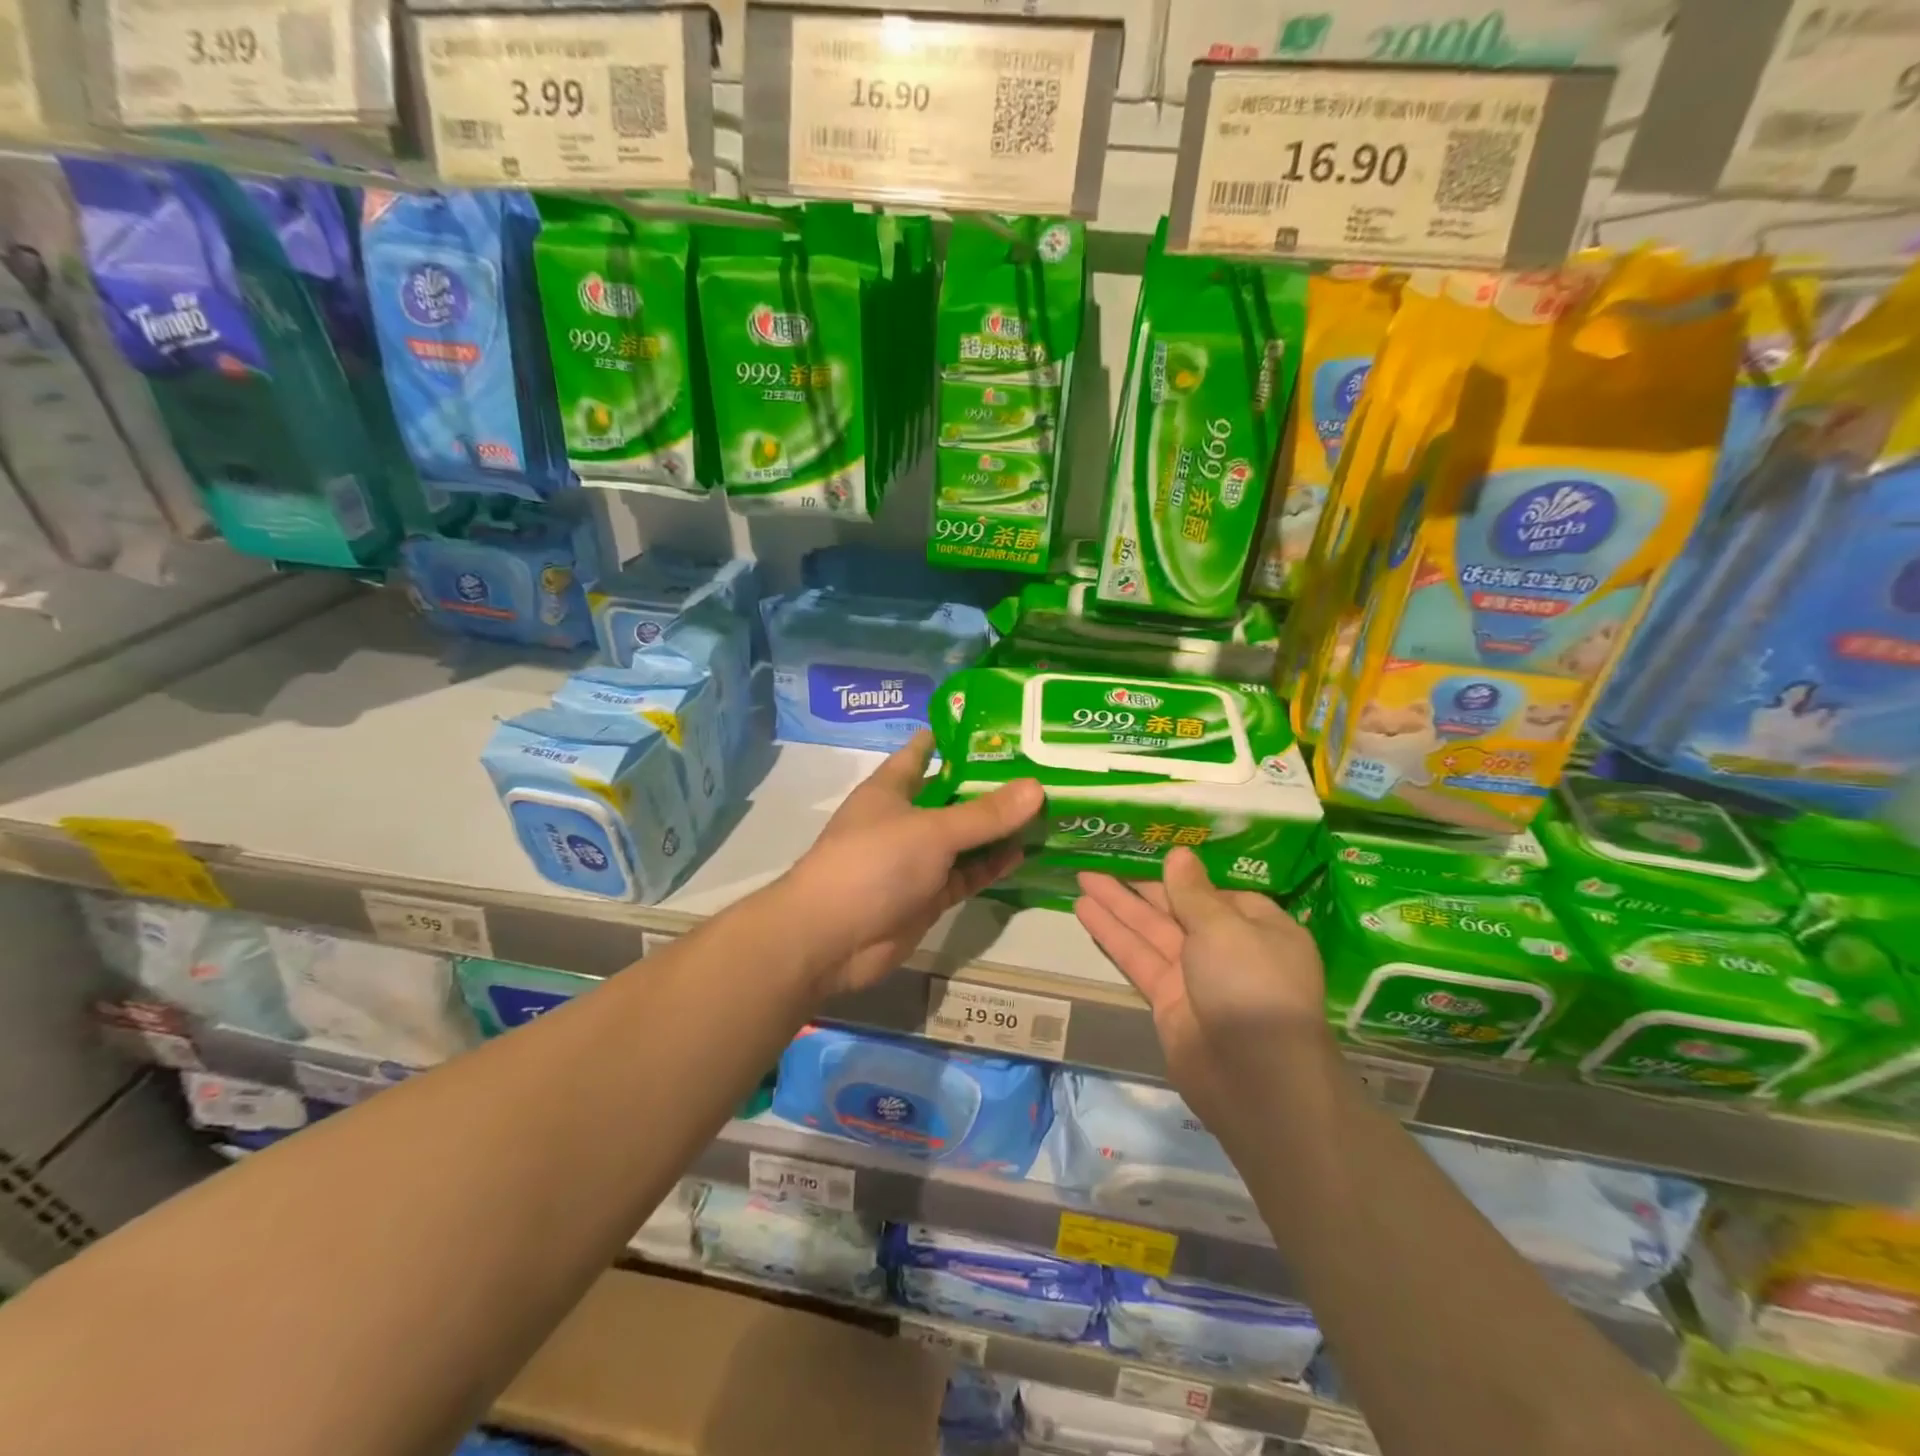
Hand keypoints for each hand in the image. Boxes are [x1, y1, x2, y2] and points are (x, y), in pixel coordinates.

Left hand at [780, 732, 1042, 995]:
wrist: (833, 938)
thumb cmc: (874, 863)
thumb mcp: (933, 831)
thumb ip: (985, 814)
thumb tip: (1037, 787)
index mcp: (891, 789)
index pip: (923, 752)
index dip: (954, 738)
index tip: (996, 726)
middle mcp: (904, 819)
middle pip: (952, 796)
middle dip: (990, 786)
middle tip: (1040, 768)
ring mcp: (917, 860)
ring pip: (964, 839)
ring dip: (997, 829)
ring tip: (1045, 809)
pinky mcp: (928, 895)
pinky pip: (967, 874)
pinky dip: (992, 865)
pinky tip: (1025, 851)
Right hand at [1075, 848, 1328, 1124]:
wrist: (1255, 1078)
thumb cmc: (1251, 986)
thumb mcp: (1225, 928)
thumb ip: (1193, 893)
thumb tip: (1179, 855)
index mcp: (1258, 926)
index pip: (1215, 892)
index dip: (1181, 873)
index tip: (1148, 851)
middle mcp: (1227, 948)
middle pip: (1177, 908)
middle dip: (1140, 885)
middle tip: (1102, 857)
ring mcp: (1195, 976)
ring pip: (1150, 931)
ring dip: (1117, 905)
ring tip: (1082, 876)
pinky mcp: (1166, 1000)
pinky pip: (1137, 958)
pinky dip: (1112, 935)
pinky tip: (1085, 911)